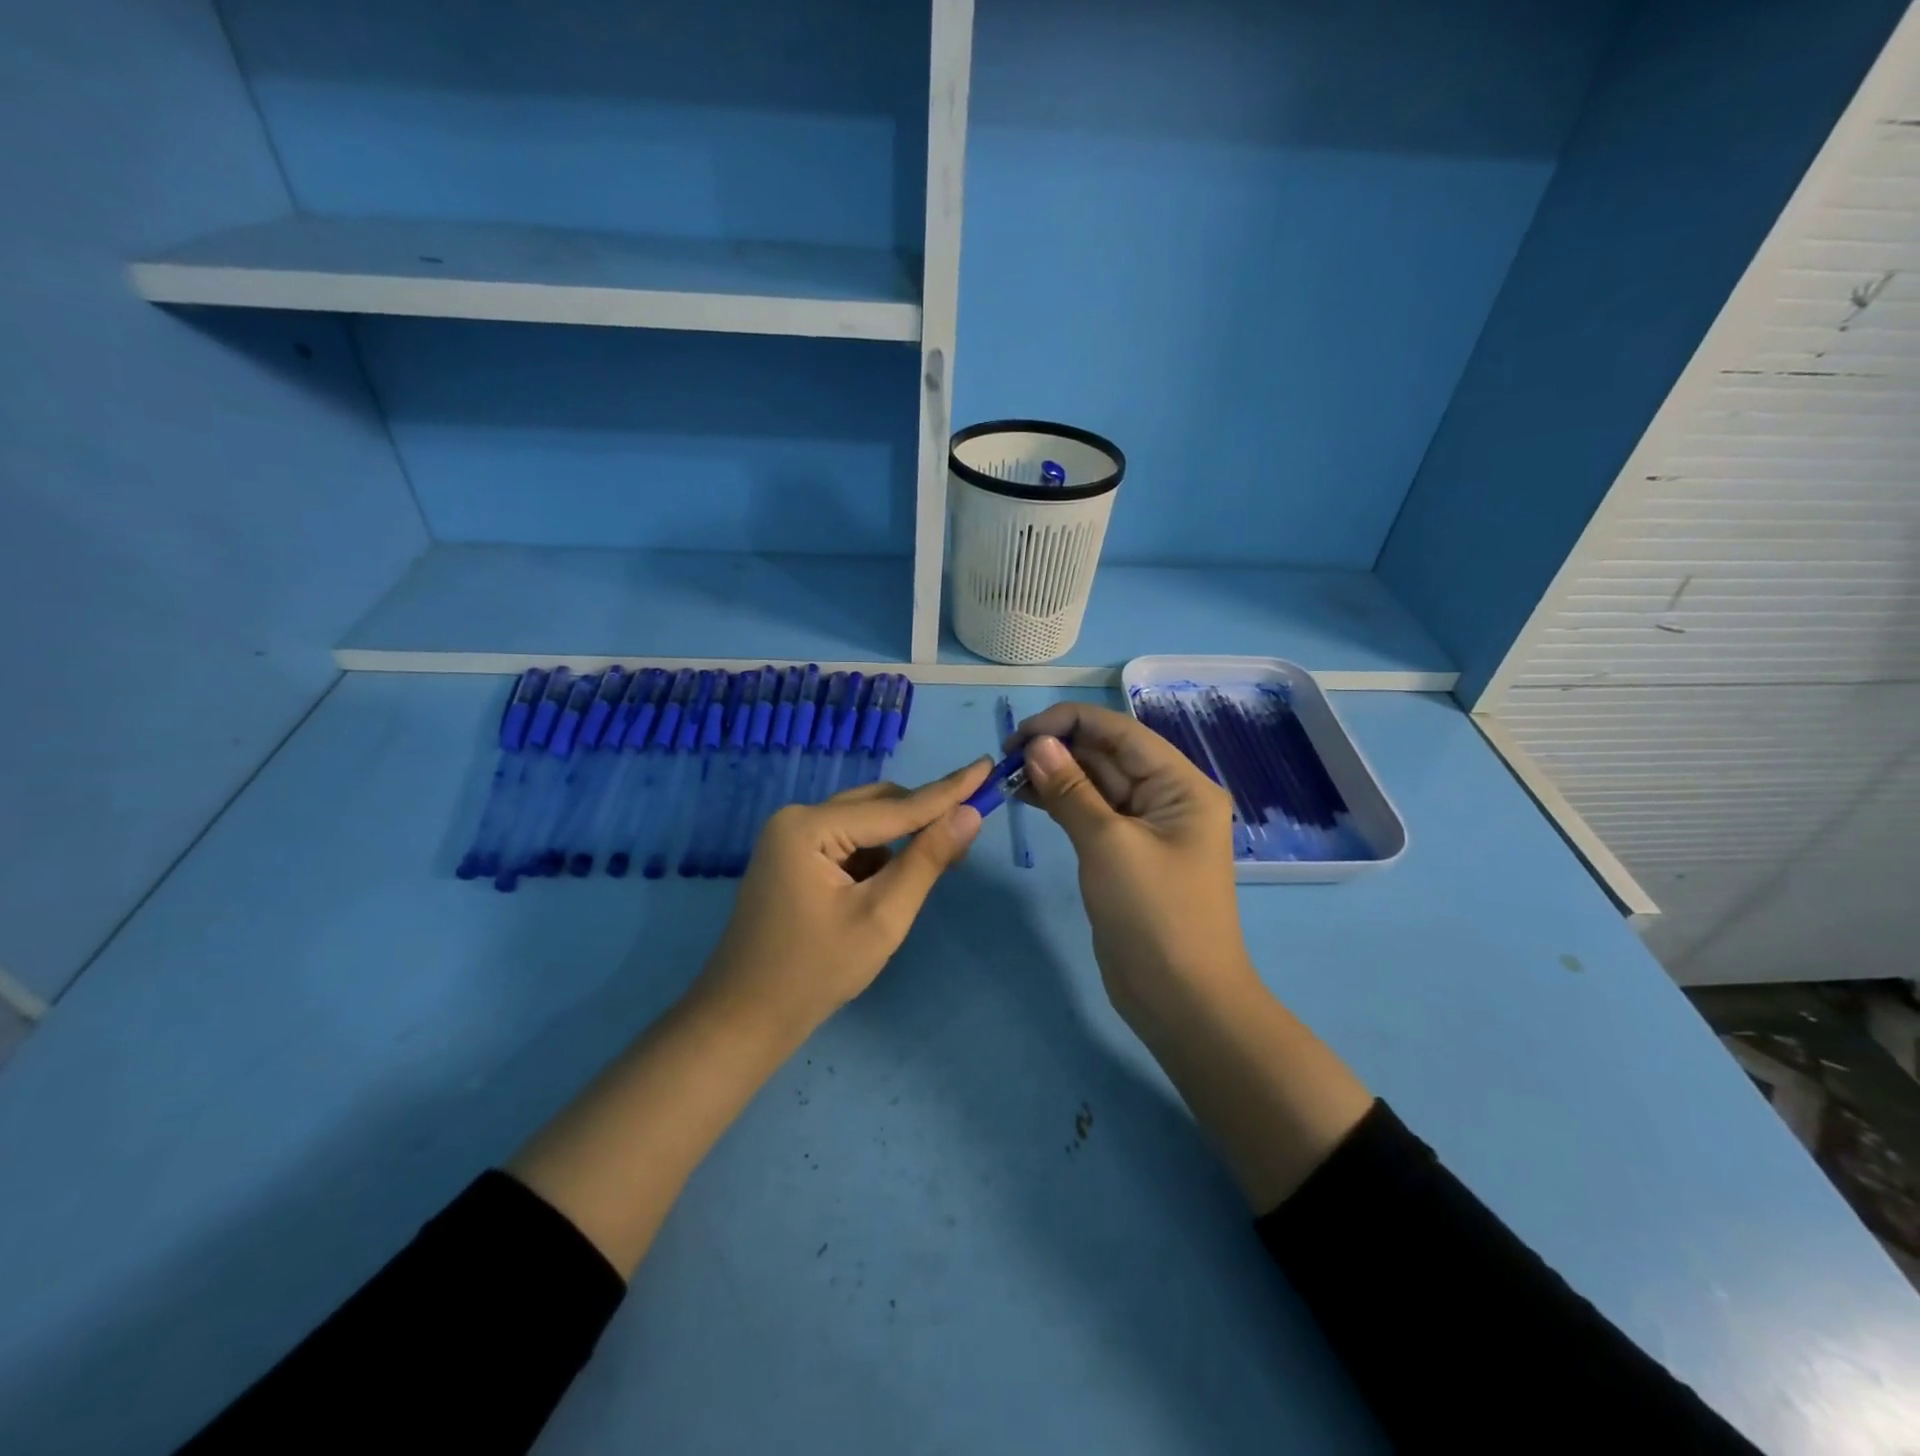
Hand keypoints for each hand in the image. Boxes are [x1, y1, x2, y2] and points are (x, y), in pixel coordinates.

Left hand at [696, 758, 993, 1037]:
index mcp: (810, 826)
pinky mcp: (794, 859)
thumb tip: (970, 814)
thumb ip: (927, 860)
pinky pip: (849, 843)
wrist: (746, 1018)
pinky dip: (877, 857)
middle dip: (924, 817)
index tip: (987, 765)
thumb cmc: (816, 971)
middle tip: (972, 824)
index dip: (948, 790)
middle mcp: (797, 819)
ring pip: (865, 824)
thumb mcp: (882, 916)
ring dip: (902, 840)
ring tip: (940, 862)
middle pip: (878, 806)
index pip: (896, 807)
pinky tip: (893, 884)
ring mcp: (791, 839)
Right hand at [1012, 704, 1371, 1210]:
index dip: (1068, 723)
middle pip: (1107, 754)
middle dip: (1057, 751)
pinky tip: (1026, 798)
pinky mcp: (1125, 853)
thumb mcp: (1108, 845)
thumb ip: (1071, 790)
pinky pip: (1090, 813)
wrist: (1180, 1000)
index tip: (1019, 736)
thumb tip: (1037, 744)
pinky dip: (1060, 803)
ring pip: (1095, 783)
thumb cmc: (1153, 915)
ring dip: (1054, 776)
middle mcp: (1167, 797)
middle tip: (1005, 761)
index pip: (1120, 732)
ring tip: (1008, 778)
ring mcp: (1145, 827)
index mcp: (1180, 785)